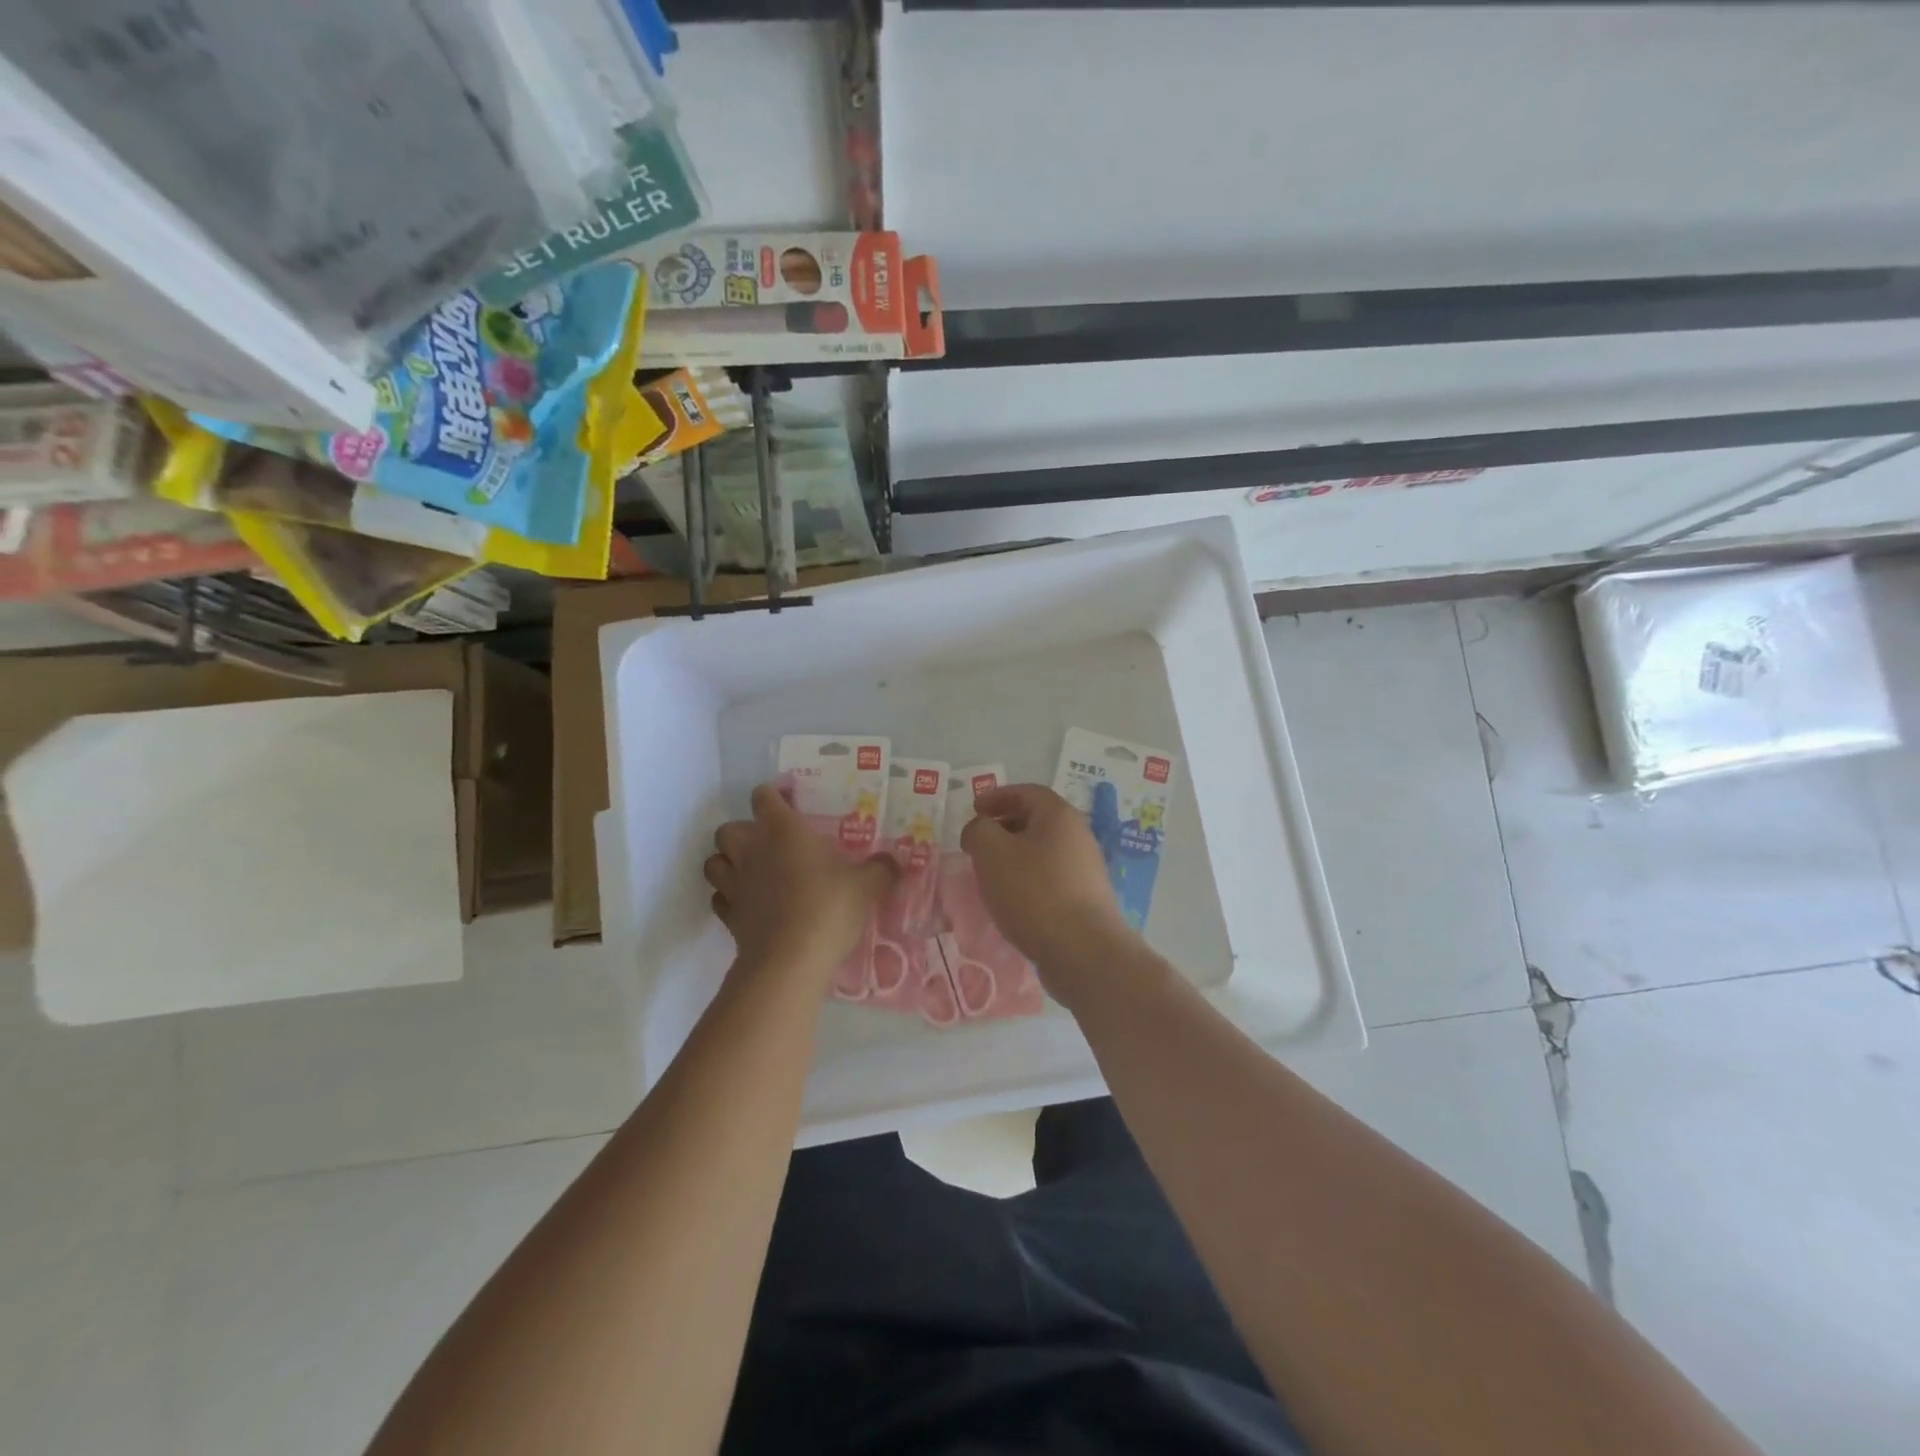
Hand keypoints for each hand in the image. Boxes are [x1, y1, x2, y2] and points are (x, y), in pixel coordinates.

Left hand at [705, 783, 896, 982]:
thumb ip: (881, 869)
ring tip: (751, 872)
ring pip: (714, 862)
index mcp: (783, 830)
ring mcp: (735, 885)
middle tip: (769, 844)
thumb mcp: (867, 885)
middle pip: (728, 828)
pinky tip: (748, 905)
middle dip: (743, 832)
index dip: (772, 796)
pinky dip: (728, 898)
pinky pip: (719, 899)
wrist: (790, 960)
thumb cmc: (829, 907)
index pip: (764, 797)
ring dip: (728, 863)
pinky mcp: (728, 917)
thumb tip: (893, 863)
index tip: (789, 803)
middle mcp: (752, 851)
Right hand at [961, 783, 1138, 991]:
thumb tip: (980, 829)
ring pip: (1042, 852)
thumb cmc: (1034, 891)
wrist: (1082, 950)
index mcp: (1059, 815)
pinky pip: (1050, 878)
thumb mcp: (992, 852)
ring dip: (1014, 857)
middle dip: (1003, 828)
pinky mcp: (1085, 899)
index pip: (1026, 792)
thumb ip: (979, 830)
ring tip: (988, 874)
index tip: (973, 810)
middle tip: (977, 843)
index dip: (996, 797)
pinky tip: (1011, 901)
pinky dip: (1027, 880)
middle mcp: (1078, 835)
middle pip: (1036, 821)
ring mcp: (1085, 869)